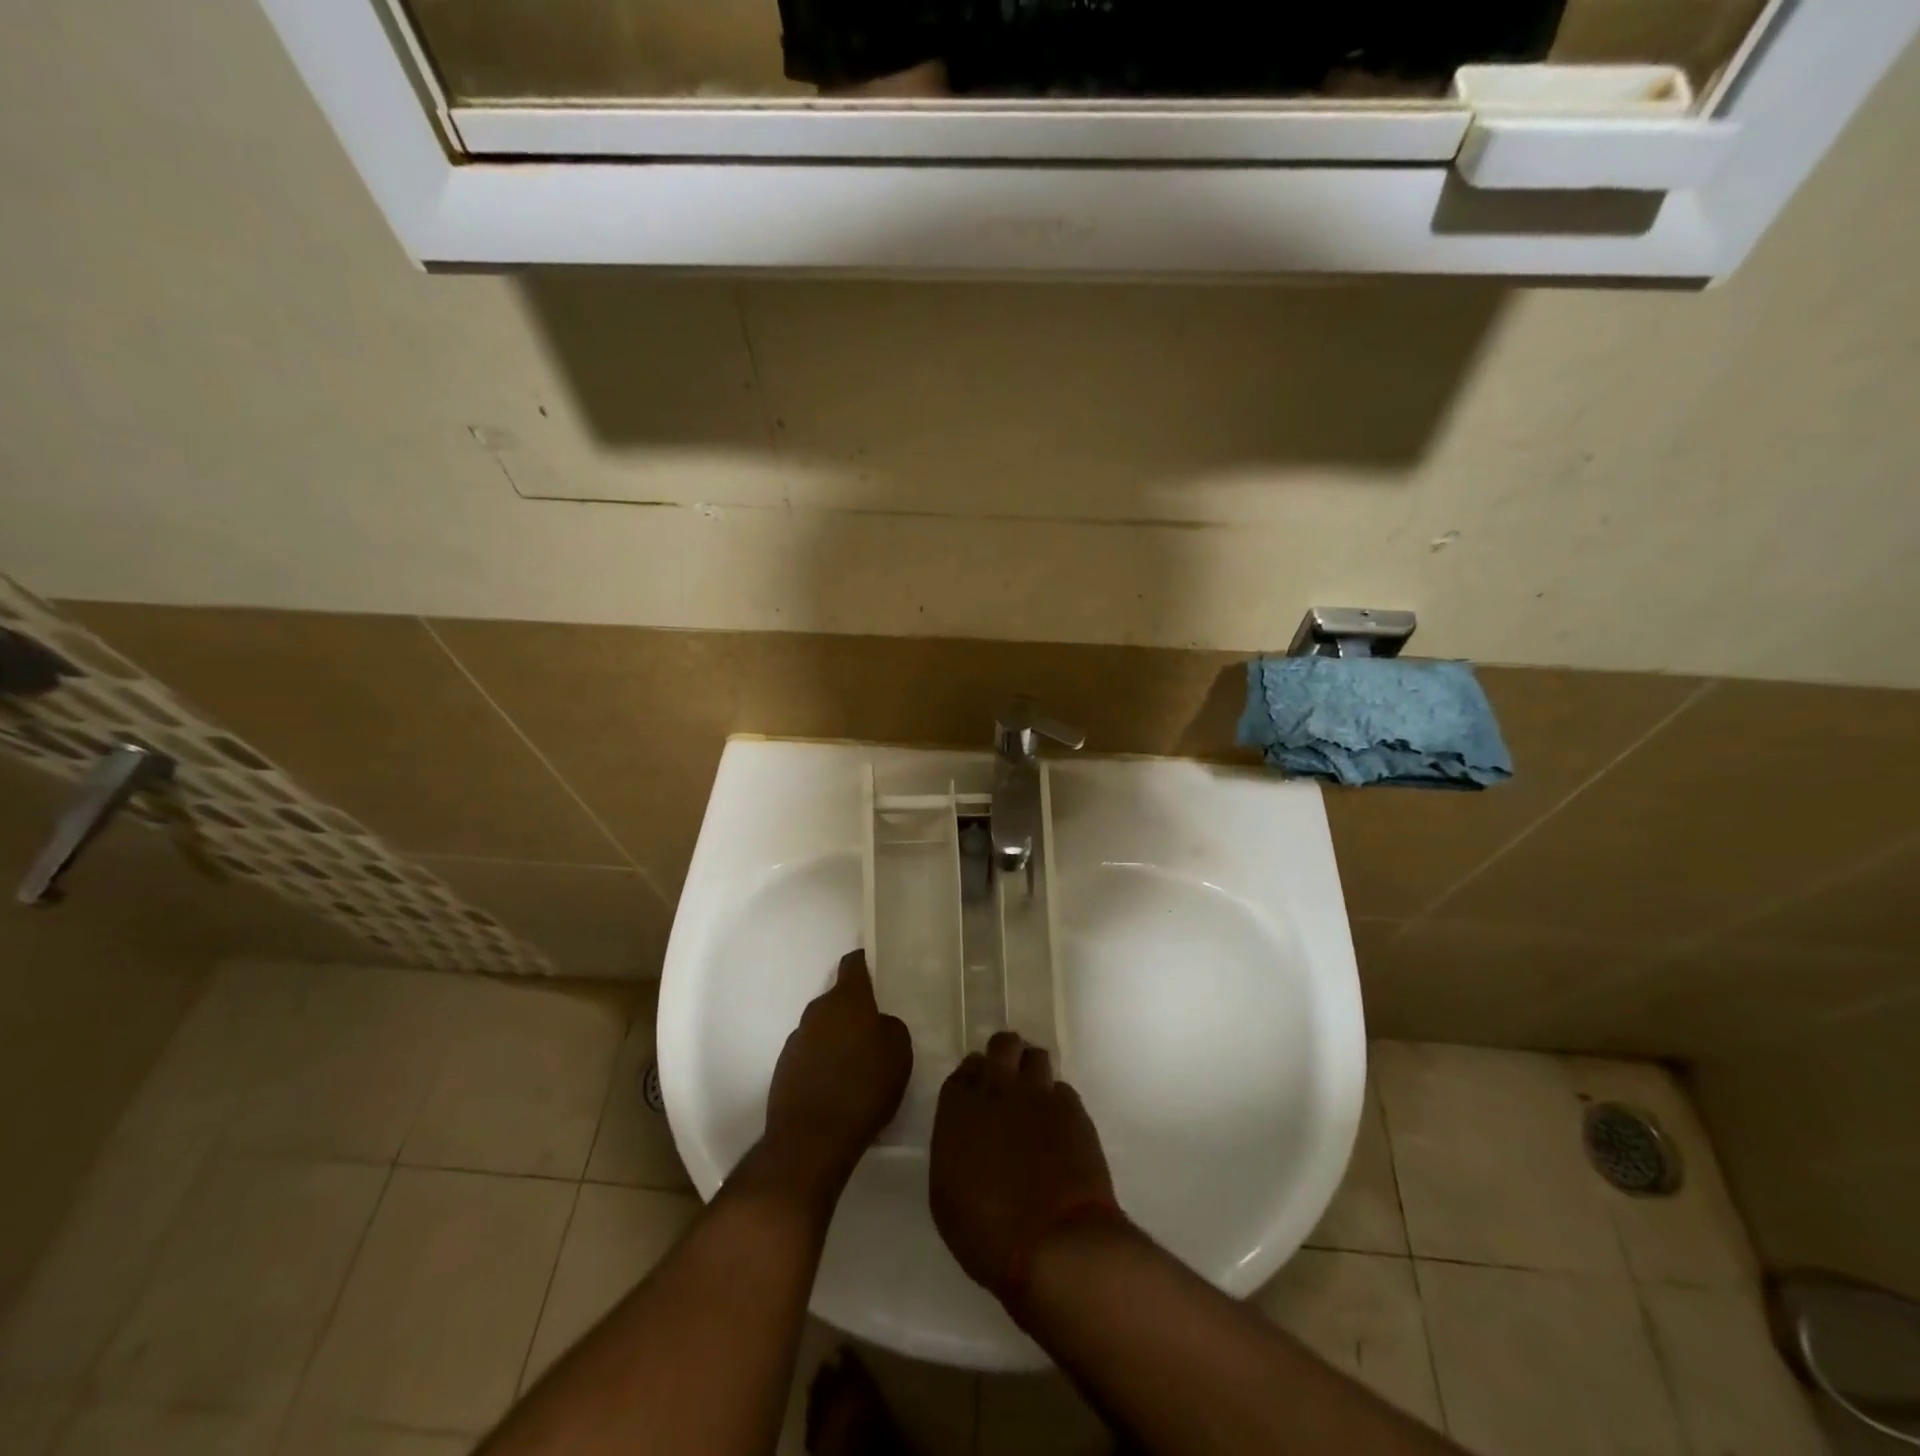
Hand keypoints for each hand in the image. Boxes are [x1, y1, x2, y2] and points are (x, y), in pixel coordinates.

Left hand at [762, 951, 911, 1197]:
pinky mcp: (784, 1068)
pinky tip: (837, 1087)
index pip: (854, 964)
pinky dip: (823, 1063)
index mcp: (847, 1000)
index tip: (879, 970)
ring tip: (857, 1064)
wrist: (811, 1139)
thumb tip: (879, 1024)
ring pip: (823, 1028)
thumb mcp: (899, 1052)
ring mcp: (797, 1039)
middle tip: (876, 1029)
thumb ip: (890, 1027)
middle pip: (838, 999)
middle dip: (855, 1010)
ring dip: (838, 1038)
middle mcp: (817, 1011)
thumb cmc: (864, 1087)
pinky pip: (810, 1054)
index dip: (866, 964)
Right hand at [929, 1032, 1119, 1309]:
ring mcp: (1038, 1094)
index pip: (965, 1069)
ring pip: (1035, 1056)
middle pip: (1002, 1045)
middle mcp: (997, 1089)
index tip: (978, 1093)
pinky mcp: (1072, 1108)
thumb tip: (967, 1135)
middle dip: (1005, 1056)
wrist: (1054, 1244)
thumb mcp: (947, 1196)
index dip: (974, 1077)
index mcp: (959, 1109)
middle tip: (1008, 1081)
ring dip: (1032, 1071)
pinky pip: (1061, 1088)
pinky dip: (1057, 1101)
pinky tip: (1059, 1126)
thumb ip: (954, 1148)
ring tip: (1035, 1097)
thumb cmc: (988, 1234)